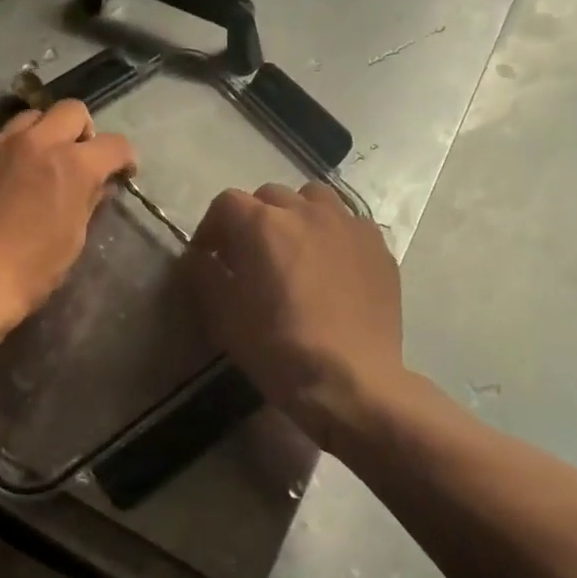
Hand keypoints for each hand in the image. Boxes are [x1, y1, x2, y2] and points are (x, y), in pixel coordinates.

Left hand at [0, 100, 135, 328]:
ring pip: (27, 119)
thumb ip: (88, 201)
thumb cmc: (32, 269)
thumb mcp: (73, 238)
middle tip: (75, 157)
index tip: (120, 171)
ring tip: (31, 165)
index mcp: (73, 164)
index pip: (114, 144)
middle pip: (70, 110)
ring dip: (38, 137)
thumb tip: (100, 185)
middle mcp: (35, 142)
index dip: (123, 157)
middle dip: (81, 130)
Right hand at [185, 183, 407, 446]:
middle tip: (249, 256)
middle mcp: (306, 211)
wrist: (351, 380)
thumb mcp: (224, 317)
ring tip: (292, 250)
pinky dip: (330, 233)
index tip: (208, 258)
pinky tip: (330, 266)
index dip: (211, 228)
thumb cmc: (278, 349)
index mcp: (262, 224)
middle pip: (269, 197)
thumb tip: (199, 257)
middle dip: (252, 220)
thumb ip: (204, 275)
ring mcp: (347, 225)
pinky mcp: (377, 245)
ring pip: (313, 199)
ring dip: (295, 216)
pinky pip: (346, 223)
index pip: (226, 203)